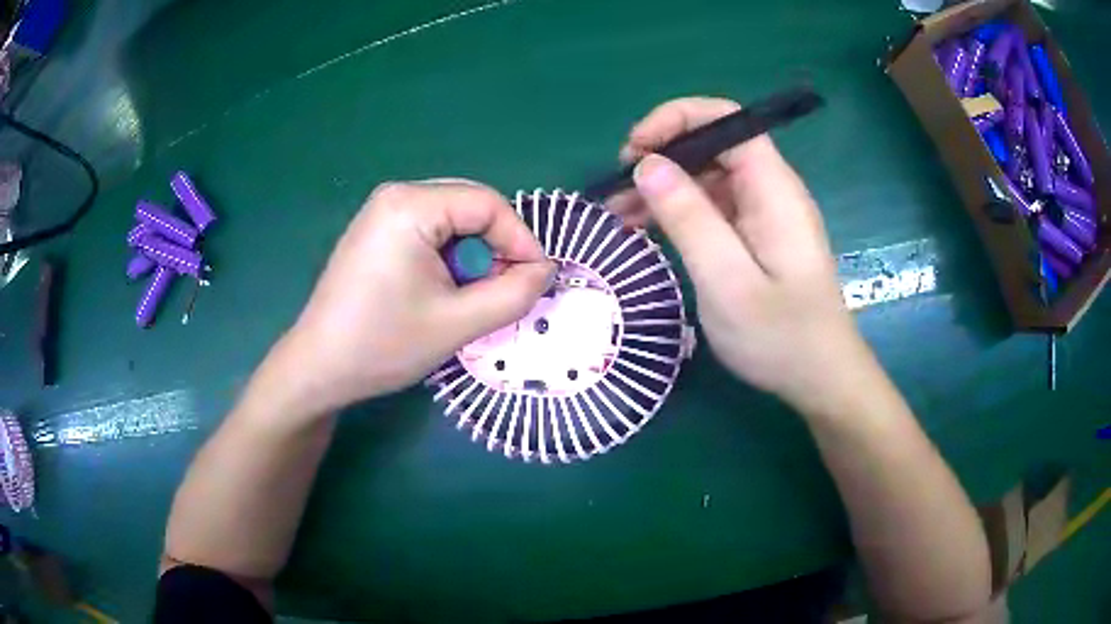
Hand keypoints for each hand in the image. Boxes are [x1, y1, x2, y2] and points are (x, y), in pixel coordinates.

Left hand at [270, 180, 553, 414]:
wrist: (319, 367)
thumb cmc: (383, 344)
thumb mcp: (458, 323)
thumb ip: (514, 294)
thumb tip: (545, 271)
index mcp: (410, 205)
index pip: (488, 204)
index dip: (521, 240)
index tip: (536, 281)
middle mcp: (395, 195)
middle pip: (470, 206)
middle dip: (496, 247)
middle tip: (503, 290)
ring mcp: (381, 211)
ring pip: (452, 220)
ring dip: (472, 256)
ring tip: (469, 297)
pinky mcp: (376, 231)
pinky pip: (429, 230)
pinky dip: (448, 257)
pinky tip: (440, 291)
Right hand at [611, 98, 871, 414]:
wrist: (820, 378)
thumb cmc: (780, 336)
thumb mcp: (727, 281)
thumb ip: (688, 218)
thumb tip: (647, 164)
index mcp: (773, 188)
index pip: (726, 120)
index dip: (676, 120)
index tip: (634, 150)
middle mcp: (770, 190)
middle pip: (713, 145)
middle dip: (662, 154)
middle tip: (616, 188)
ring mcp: (763, 214)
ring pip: (707, 177)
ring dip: (663, 186)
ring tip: (618, 212)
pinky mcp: (755, 236)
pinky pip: (712, 207)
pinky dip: (677, 211)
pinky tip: (645, 228)